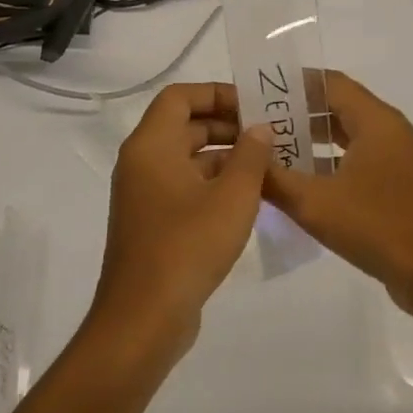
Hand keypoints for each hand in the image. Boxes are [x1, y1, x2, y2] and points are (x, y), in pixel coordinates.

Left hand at [87, 82, 273, 366]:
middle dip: (228, 126)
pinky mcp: (153, 224)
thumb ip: (251, 155)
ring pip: (187, 159)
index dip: (217, 94)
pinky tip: (250, 198)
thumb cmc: (188, 246)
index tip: (254, 107)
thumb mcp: (233, 196)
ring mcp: (145, 195)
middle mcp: (142, 163)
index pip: (180, 97)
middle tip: (270, 135)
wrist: (144, 319)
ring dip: (225, 157)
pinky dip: (214, 184)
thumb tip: (260, 129)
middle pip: (184, 126)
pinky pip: (185, 187)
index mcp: (151, 146)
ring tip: (269, 165)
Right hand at [263, 70, 412, 319]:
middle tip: (256, 122)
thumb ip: (274, 177)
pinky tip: (300, 181)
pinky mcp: (396, 183)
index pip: (330, 83)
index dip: (294, 83)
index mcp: (376, 121)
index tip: (257, 91)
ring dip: (312, 139)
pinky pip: (357, 159)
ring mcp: (396, 158)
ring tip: (270, 148)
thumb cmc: (377, 227)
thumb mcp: (314, 203)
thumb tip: (246, 154)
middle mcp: (389, 130)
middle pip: (338, 106)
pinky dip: (329, 162)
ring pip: (348, 135)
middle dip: (298, 112)